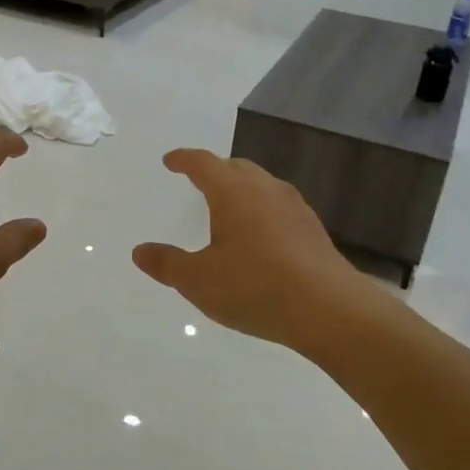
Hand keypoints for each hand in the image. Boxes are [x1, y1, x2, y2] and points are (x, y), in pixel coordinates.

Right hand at [133, 149, 382, 349]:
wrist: (330, 309)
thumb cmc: (254, 288)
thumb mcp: (198, 281)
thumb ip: (167, 264)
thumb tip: (139, 251)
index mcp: (232, 192)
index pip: (203, 163)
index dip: (183, 159)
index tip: (170, 161)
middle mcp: (264, 189)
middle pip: (236, 167)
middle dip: (214, 170)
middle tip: (199, 180)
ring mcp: (294, 207)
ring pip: (261, 184)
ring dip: (241, 188)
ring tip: (229, 207)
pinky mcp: (313, 229)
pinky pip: (279, 206)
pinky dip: (262, 209)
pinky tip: (261, 235)